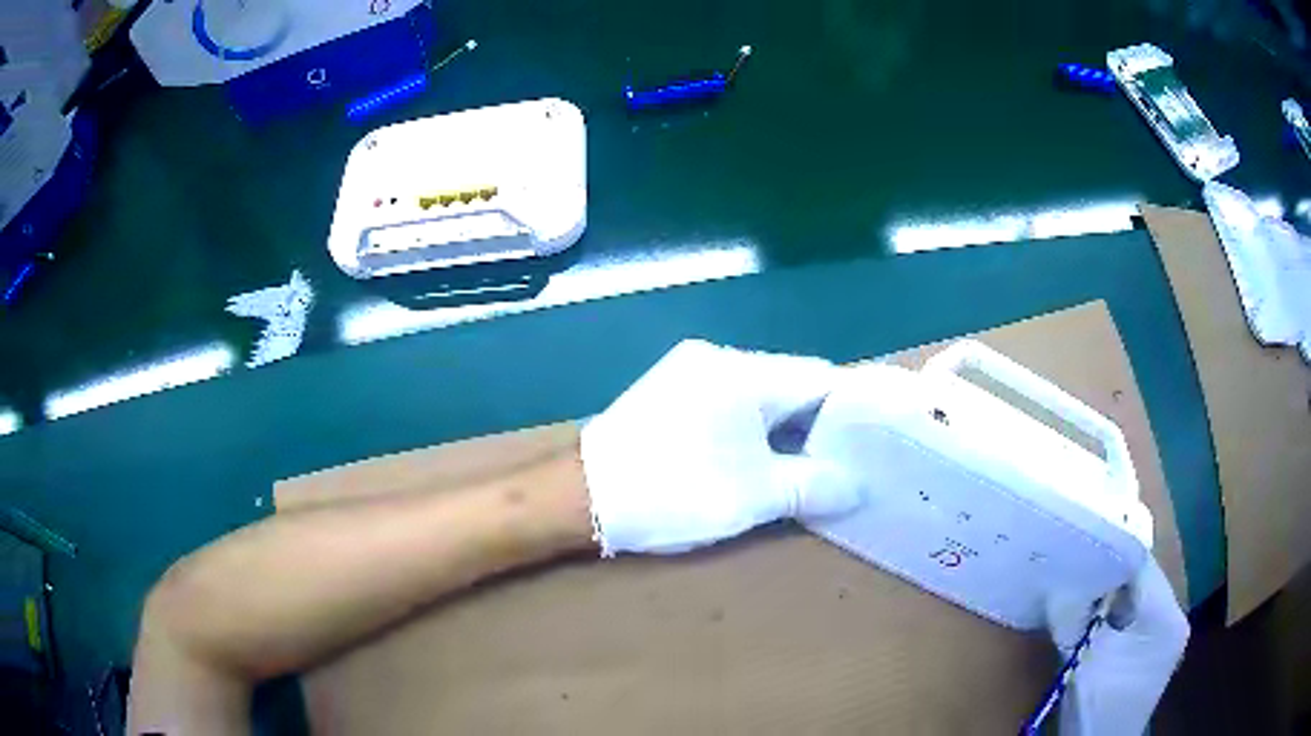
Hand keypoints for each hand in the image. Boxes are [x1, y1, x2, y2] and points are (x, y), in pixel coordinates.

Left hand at [581, 339, 860, 555]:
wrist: (582, 496)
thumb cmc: (675, 491)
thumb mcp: (755, 496)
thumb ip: (814, 485)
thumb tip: (857, 485)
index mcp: (744, 372)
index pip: (820, 378)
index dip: (849, 411)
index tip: (868, 444)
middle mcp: (717, 358)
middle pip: (788, 384)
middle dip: (814, 424)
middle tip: (838, 464)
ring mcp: (686, 371)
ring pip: (757, 394)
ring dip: (780, 428)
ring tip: (800, 467)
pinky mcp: (666, 392)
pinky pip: (726, 401)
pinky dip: (748, 426)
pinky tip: (751, 457)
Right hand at [1045, 558, 1189, 735]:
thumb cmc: (1096, 706)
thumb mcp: (1084, 660)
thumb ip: (1075, 617)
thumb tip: (1057, 580)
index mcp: (1167, 618)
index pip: (1143, 565)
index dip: (1113, 553)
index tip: (1083, 545)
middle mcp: (1175, 620)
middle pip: (1143, 581)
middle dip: (1111, 577)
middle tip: (1079, 568)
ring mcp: (1167, 637)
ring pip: (1139, 600)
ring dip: (1112, 598)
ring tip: (1084, 591)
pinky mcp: (1155, 652)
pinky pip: (1137, 619)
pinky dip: (1116, 617)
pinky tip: (1095, 621)